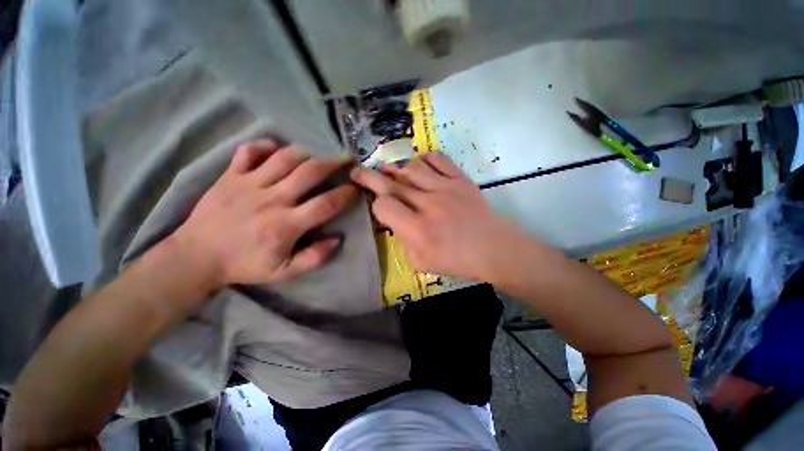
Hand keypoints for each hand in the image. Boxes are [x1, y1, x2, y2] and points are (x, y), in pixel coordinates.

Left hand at [171, 140, 357, 288]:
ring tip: (317, 157)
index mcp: (286, 225)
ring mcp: (248, 184)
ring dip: (307, 154)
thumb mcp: (284, 272)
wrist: (196, 257)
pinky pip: (249, 151)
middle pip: (309, 172)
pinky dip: (266, 146)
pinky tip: (277, 150)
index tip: (356, 189)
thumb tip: (337, 239)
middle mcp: (271, 199)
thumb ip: (314, 258)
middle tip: (347, 159)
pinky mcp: (229, 175)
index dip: (346, 194)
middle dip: (334, 163)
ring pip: (285, 157)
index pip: (326, 204)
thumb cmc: (244, 265)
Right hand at [350, 152, 527, 281]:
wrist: (494, 249)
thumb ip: (403, 241)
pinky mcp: (460, 179)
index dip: (376, 205)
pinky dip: (424, 159)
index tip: (378, 207)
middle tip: (358, 171)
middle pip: (392, 183)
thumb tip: (397, 221)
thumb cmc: (458, 261)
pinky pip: (438, 159)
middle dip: (370, 176)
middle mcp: (428, 204)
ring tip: (391, 172)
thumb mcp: (422, 263)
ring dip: (397, 168)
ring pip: (412, 167)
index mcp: (418, 229)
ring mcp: (446, 188)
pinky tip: (419, 166)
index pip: (384, 206)